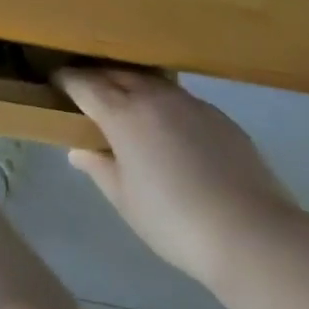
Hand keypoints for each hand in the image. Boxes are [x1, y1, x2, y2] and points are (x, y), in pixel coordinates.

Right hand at [56, 69, 305, 288]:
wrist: (255, 236)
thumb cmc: (174, 220)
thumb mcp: (124, 199)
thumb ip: (97, 167)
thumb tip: (78, 149)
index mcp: (122, 112)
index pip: (83, 83)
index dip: (64, 80)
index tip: (53, 83)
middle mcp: (153, 97)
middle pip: (115, 73)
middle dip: (95, 77)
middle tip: (83, 90)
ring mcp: (190, 104)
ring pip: (149, 81)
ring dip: (130, 85)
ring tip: (123, 103)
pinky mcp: (220, 118)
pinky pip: (179, 99)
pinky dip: (162, 103)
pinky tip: (167, 127)